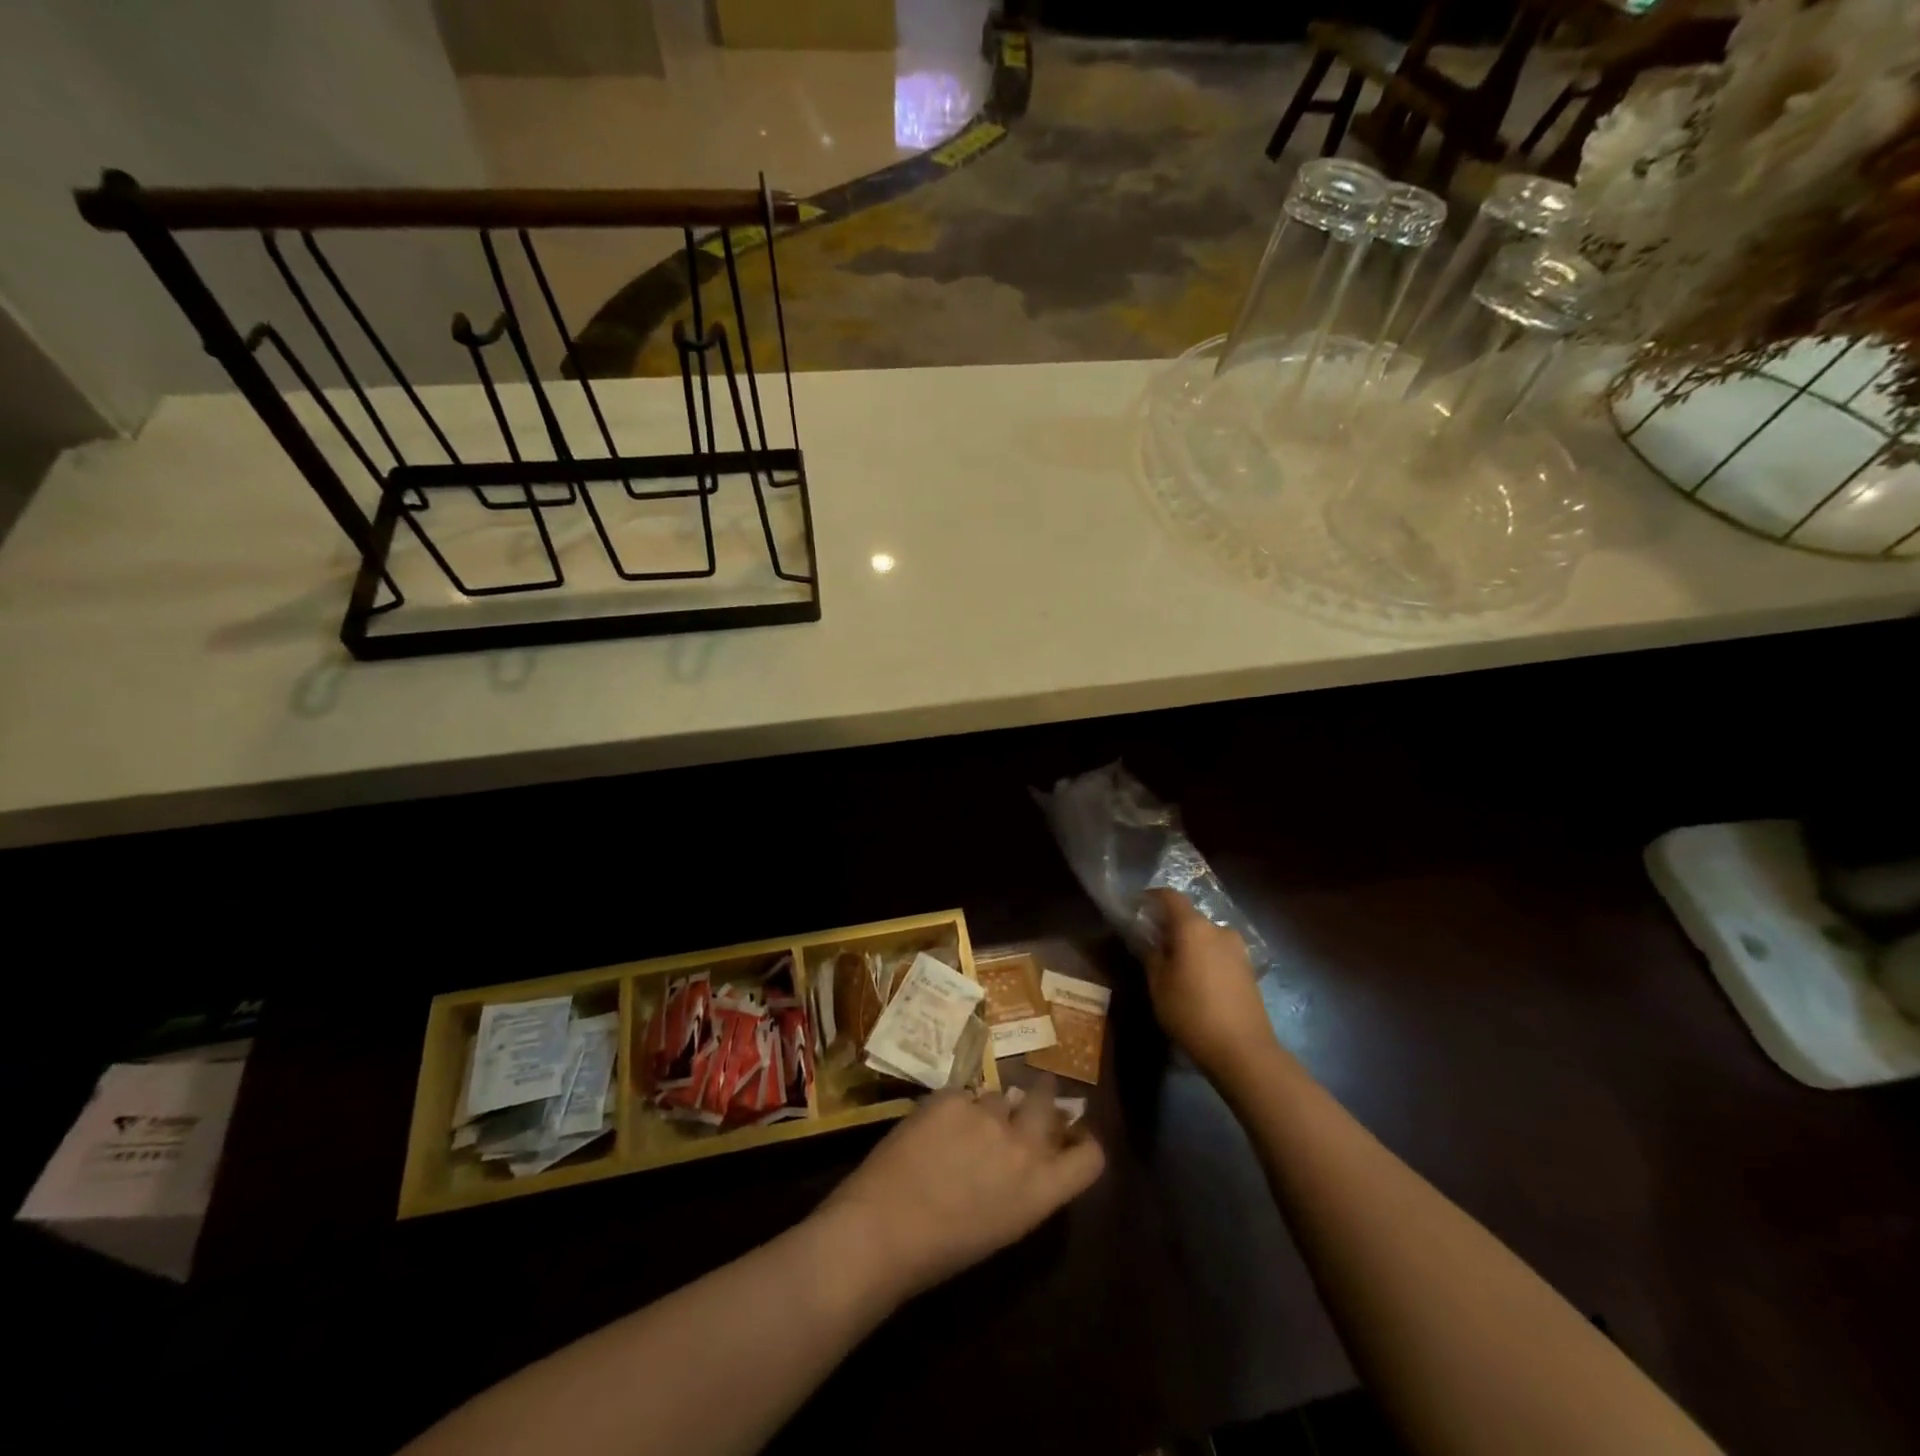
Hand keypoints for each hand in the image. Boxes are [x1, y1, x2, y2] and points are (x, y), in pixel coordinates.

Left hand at [819, 1075, 1104, 1299]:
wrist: (883, 1229)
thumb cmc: (942, 1250)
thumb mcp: (1003, 1225)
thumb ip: (1026, 1186)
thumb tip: (1030, 1155)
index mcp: (1041, 1192)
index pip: (1090, 1157)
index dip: (1083, 1143)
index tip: (1071, 1136)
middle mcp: (1023, 1146)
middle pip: (1048, 1101)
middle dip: (1041, 1097)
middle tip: (1026, 1101)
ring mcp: (987, 1115)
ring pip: (999, 1097)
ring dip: (989, 1109)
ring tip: (960, 1130)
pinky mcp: (953, 1096)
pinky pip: (963, 1094)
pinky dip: (953, 1108)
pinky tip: (931, 1129)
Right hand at [1143, 888, 1285, 1087]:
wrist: (1244, 1051)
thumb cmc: (1192, 1013)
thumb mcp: (1158, 985)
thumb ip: (1151, 955)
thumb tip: (1149, 940)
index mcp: (1193, 927)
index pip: (1170, 897)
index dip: (1151, 897)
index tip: (1136, 906)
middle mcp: (1219, 929)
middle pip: (1189, 917)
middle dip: (1169, 925)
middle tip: (1151, 943)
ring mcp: (1238, 949)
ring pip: (1205, 936)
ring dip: (1188, 943)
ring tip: (1174, 964)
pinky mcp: (1249, 969)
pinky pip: (1219, 952)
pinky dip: (1204, 957)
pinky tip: (1196, 979)